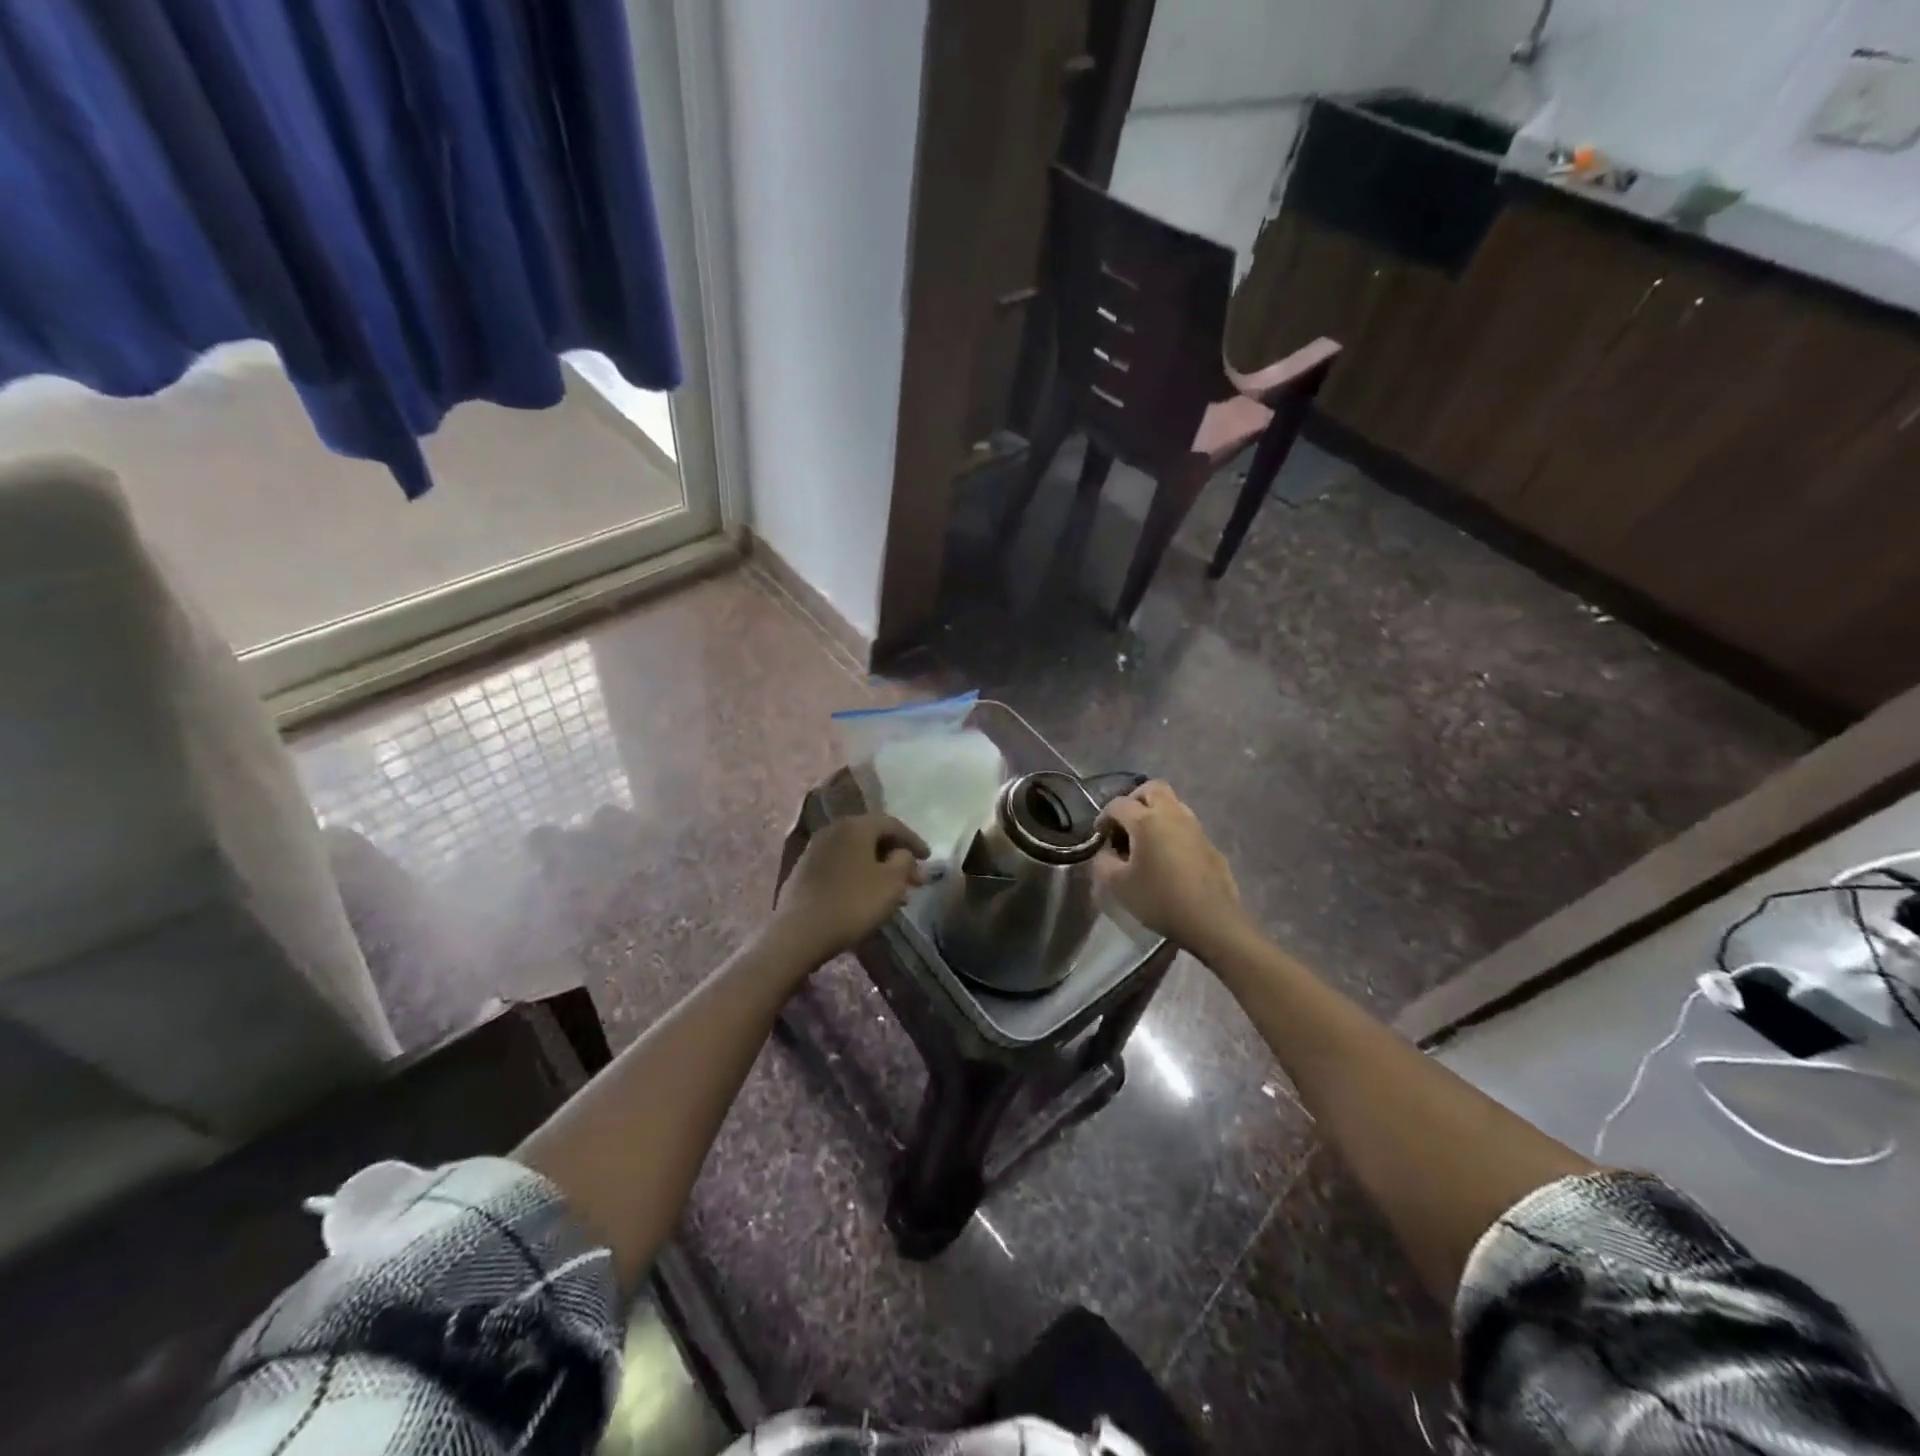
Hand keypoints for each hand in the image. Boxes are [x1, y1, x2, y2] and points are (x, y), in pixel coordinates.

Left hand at [771, 815, 927, 965]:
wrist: (799, 932)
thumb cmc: (853, 903)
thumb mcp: (891, 883)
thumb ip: (904, 861)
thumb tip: (901, 853)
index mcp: (856, 826)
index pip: (892, 824)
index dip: (914, 840)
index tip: (928, 858)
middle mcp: (833, 829)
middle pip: (872, 837)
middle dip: (895, 856)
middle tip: (913, 878)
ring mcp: (815, 849)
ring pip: (856, 853)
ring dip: (878, 868)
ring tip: (894, 892)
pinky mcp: (804, 870)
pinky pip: (840, 865)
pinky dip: (858, 874)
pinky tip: (866, 896)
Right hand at [1095, 781, 1248, 956]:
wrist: (1212, 920)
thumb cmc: (1160, 900)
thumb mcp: (1118, 885)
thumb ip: (1103, 862)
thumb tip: (1107, 852)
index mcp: (1146, 820)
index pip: (1118, 804)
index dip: (1104, 817)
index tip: (1099, 836)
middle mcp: (1172, 814)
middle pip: (1152, 789)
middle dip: (1134, 800)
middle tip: (1125, 825)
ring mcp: (1195, 827)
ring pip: (1172, 804)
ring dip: (1155, 814)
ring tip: (1145, 841)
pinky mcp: (1209, 843)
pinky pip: (1185, 825)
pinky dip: (1171, 830)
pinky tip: (1167, 857)